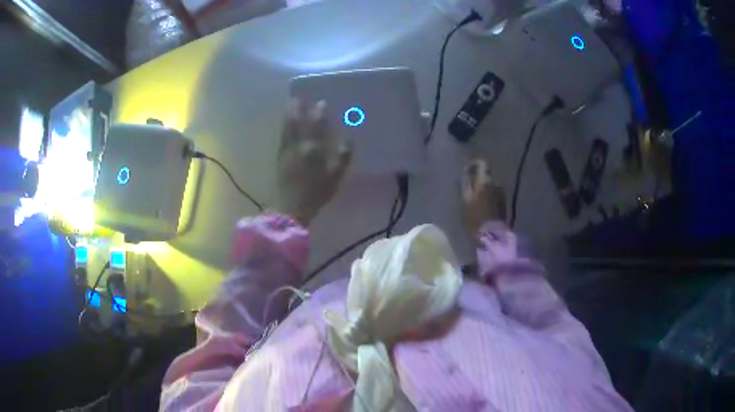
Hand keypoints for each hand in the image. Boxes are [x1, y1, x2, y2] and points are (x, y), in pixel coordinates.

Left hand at [277, 99, 351, 225]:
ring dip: (289, 114)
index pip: (316, 126)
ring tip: (290, 103)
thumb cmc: (317, 193)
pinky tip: (285, 122)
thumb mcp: (335, 177)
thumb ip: (343, 158)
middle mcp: (298, 146)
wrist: (292, 207)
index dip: (319, 114)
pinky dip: (284, 126)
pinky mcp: (280, 157)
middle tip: (299, 95)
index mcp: (313, 150)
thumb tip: (349, 139)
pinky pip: (282, 136)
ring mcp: (286, 151)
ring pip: (287, 127)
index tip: (321, 102)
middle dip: (298, 108)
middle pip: (297, 122)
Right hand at [462, 158, 505, 236]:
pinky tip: (483, 208)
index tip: (467, 169)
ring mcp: (501, 194)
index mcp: (485, 182)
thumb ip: (467, 185)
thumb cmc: (475, 219)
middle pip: (486, 175)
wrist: (492, 236)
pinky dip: (488, 197)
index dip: (474, 163)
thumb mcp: (466, 201)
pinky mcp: (504, 204)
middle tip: (469, 188)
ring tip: (476, 201)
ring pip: (490, 186)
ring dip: (484, 189)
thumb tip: (466, 174)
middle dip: (478, 179)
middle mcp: (496, 184)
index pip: (482, 163)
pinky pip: (494, 195)